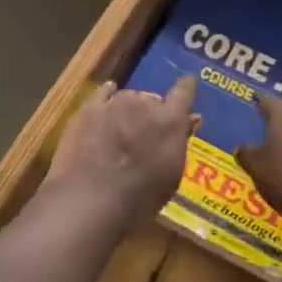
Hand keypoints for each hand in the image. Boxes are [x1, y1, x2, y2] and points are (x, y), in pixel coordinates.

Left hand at [46, 76, 195, 230]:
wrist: (92, 198)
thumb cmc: (140, 197)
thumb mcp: (171, 176)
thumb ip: (180, 141)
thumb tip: (191, 119)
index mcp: (170, 120)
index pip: (184, 92)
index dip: (187, 88)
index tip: (188, 84)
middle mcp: (144, 103)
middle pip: (153, 99)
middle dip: (152, 113)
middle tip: (146, 133)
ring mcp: (115, 102)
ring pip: (128, 97)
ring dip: (129, 109)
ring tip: (124, 129)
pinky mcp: (89, 107)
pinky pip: (103, 93)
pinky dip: (107, 95)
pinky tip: (107, 98)